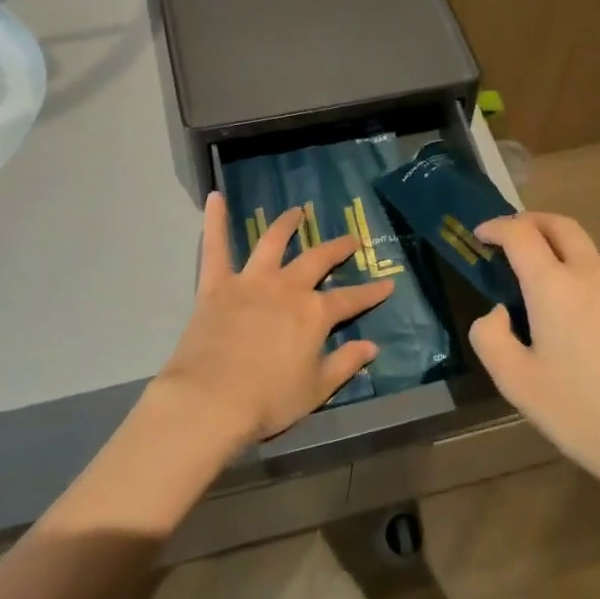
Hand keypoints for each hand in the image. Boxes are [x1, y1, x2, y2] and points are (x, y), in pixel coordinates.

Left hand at [154, 191, 394, 445]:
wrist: (211, 400)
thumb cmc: (268, 399)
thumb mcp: (316, 389)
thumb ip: (346, 364)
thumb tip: (372, 347)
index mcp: (315, 313)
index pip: (351, 299)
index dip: (371, 292)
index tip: (388, 284)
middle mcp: (287, 288)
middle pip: (317, 260)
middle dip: (337, 249)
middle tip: (351, 240)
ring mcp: (251, 281)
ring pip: (272, 243)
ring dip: (286, 224)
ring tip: (296, 212)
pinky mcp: (216, 285)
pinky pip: (215, 248)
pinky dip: (215, 221)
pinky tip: (215, 198)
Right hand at [469, 212, 599, 507]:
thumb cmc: (587, 414)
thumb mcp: (519, 384)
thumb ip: (491, 338)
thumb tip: (498, 312)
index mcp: (555, 285)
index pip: (521, 234)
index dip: (496, 227)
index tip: (480, 234)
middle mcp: (594, 274)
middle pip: (561, 226)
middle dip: (532, 222)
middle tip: (511, 235)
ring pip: (589, 254)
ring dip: (561, 253)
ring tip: (544, 288)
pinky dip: (587, 282)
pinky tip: (585, 324)